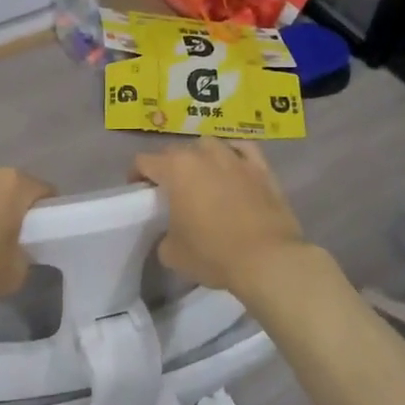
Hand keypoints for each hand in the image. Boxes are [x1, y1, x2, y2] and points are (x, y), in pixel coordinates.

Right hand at [132, 139, 310, 299]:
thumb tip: (173, 233)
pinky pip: (242, 149)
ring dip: (200, 157)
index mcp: (176, 170)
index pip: (144, 161)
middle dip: (168, 166)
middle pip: (176, 151)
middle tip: (170, 190)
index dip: (137, 174)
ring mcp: (235, 158)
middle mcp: (204, 155)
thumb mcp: (172, 253)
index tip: (139, 191)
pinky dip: (233, 153)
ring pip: (209, 145)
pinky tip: (232, 165)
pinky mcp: (261, 168)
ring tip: (202, 176)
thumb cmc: (213, 254)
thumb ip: (165, 235)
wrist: (267, 259)